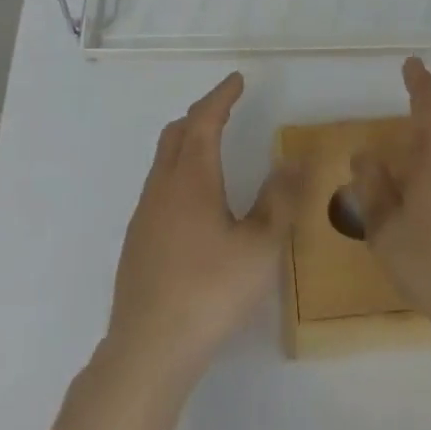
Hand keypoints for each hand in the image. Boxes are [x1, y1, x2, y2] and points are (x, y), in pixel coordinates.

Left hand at [107, 72, 304, 381]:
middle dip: (201, 114)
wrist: (148, 349)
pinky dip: (178, 173)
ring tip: (212, 150)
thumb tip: (293, 160)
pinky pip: (158, 187)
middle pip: (177, 133)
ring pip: (164, 160)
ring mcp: (145, 214)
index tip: (237, 80)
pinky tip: (193, 204)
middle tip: (225, 109)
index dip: (222, 96)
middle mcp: (163, 186)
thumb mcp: (260, 247)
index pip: (205, 120)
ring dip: (187, 143)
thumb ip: (279, 200)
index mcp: (192, 177)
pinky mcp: (137, 242)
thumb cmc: (210, 291)